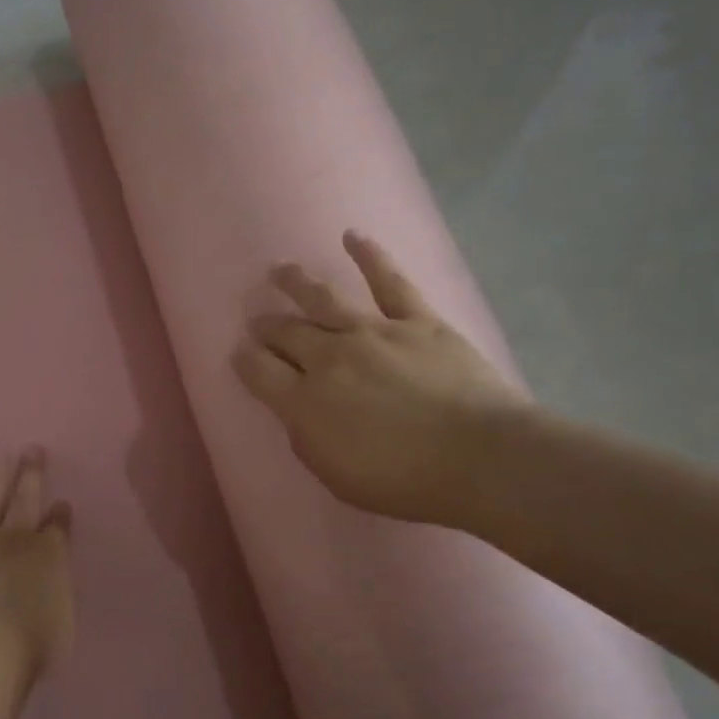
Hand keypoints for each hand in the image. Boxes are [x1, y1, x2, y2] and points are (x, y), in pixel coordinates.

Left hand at [0, 448, 74, 678]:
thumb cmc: (35, 643)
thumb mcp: (64, 617)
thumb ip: (57, 592)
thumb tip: (52, 578)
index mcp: (48, 555)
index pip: (58, 528)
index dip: (60, 515)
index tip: (62, 502)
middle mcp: (12, 542)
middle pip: (24, 501)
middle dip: (30, 475)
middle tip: (31, 449)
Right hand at [232, 231, 529, 528]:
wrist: (479, 457)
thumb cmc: (404, 481)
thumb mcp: (335, 475)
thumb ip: (306, 437)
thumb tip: (295, 409)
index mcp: (304, 401)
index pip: (258, 371)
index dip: (244, 360)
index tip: (239, 353)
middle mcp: (329, 357)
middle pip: (286, 333)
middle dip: (266, 326)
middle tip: (257, 320)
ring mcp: (372, 332)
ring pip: (323, 299)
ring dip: (295, 282)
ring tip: (278, 269)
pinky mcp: (416, 321)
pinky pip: (388, 281)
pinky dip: (369, 256)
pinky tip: (352, 237)